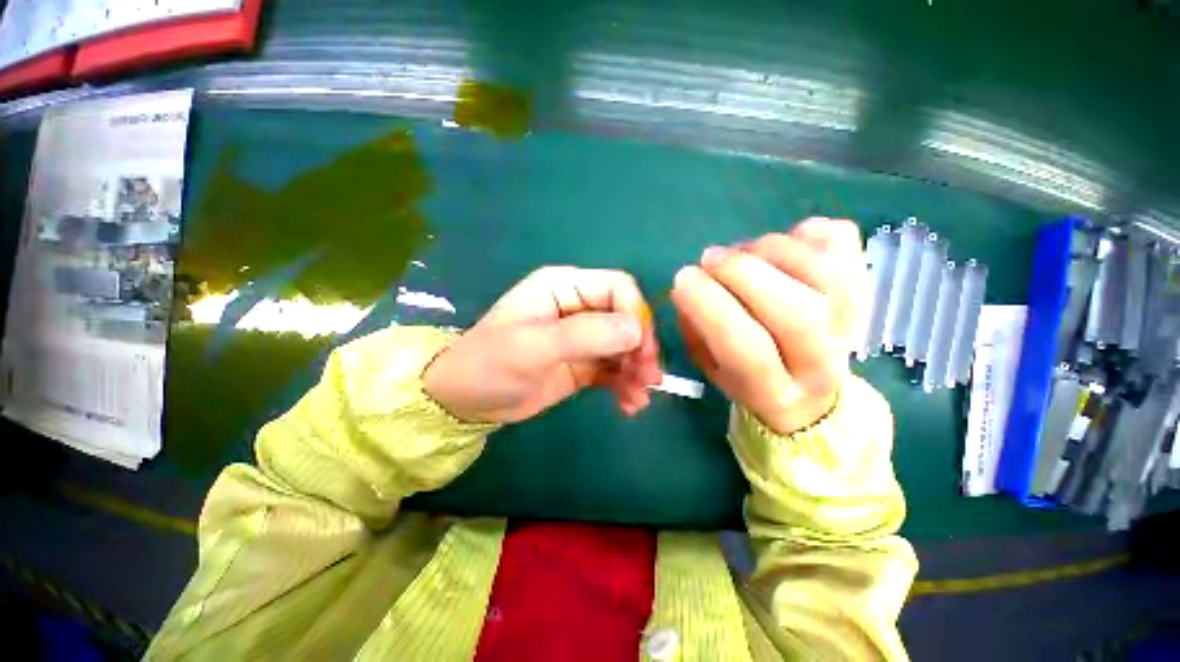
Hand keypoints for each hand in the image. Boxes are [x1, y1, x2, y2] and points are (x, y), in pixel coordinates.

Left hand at [424, 266, 661, 423]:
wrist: (466, 401)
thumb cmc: (491, 364)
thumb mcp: (534, 347)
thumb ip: (586, 335)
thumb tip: (637, 330)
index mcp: (564, 286)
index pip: (618, 287)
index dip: (636, 314)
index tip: (641, 350)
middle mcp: (578, 306)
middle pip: (627, 317)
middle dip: (641, 347)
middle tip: (647, 377)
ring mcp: (583, 337)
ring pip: (625, 345)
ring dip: (637, 369)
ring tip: (638, 397)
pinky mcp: (584, 363)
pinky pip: (615, 368)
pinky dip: (626, 384)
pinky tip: (629, 404)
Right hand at [671, 218, 866, 435]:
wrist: (811, 390)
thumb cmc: (748, 377)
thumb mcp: (711, 367)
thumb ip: (696, 330)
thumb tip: (687, 286)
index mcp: (774, 393)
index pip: (748, 350)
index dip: (710, 307)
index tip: (683, 278)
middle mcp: (822, 364)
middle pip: (797, 312)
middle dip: (741, 272)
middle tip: (709, 257)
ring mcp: (853, 321)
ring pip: (820, 269)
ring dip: (767, 249)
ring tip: (739, 254)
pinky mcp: (864, 284)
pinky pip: (840, 241)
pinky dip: (803, 233)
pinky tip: (779, 249)